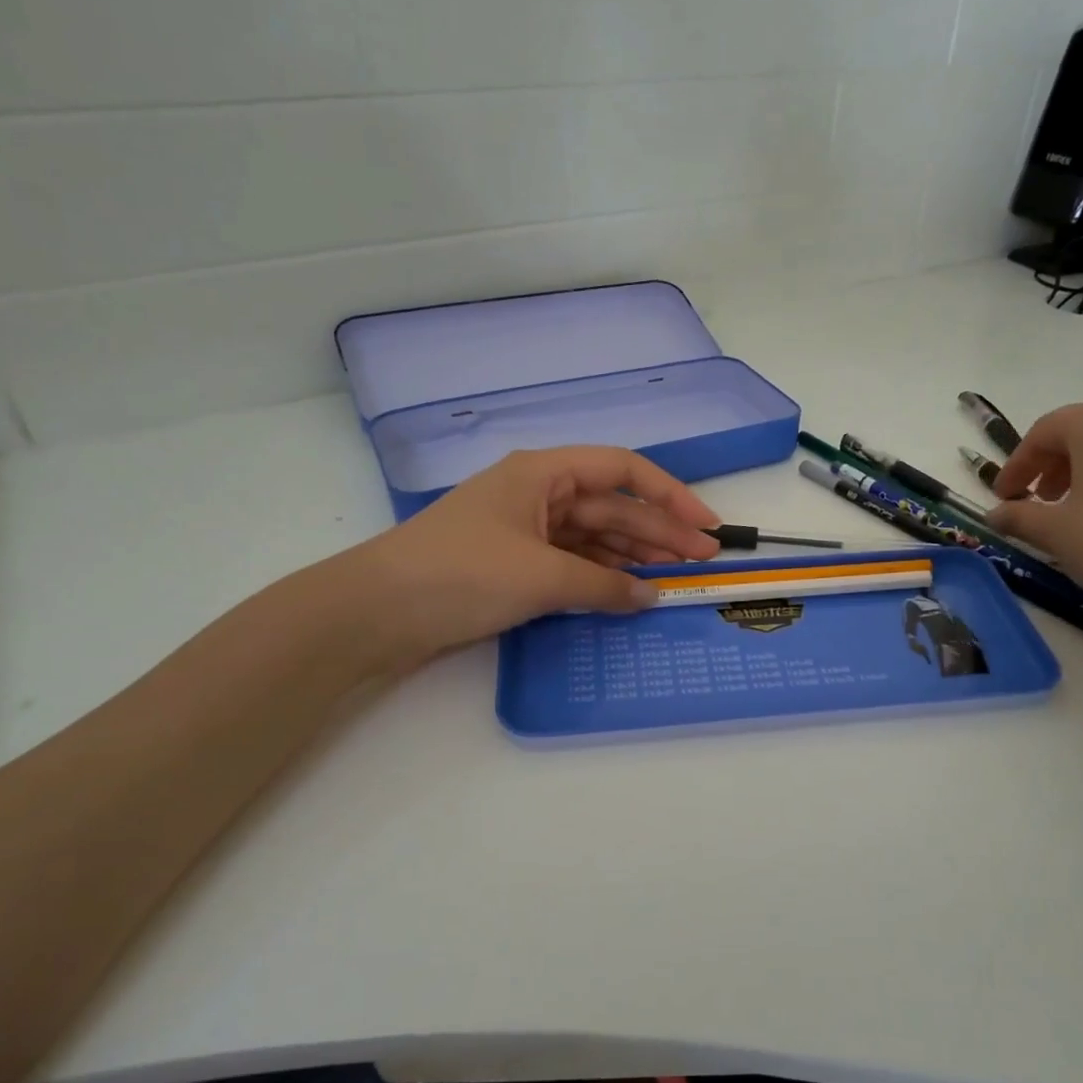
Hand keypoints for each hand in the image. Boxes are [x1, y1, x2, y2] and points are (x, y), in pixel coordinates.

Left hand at [330, 447, 720, 666]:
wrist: (377, 612)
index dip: (670, 495)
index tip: (705, 526)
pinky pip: (573, 563)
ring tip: (675, 579)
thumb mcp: (541, 577)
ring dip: (634, 557)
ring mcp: (526, 530)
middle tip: (702, 563)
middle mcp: (539, 493)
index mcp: (544, 473)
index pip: (622, 470)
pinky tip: (629, 593)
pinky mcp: (515, 564)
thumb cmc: (462, 574)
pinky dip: (602, 577)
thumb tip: (651, 597)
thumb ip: (604, 586)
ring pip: (595, 537)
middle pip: (612, 507)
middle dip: (659, 532)